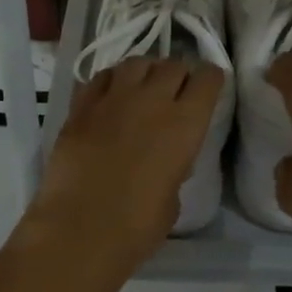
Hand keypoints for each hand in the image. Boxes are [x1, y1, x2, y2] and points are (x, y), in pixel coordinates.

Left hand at [31, 57, 227, 257]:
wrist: (80, 228)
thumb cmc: (137, 225)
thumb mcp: (173, 197)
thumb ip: (175, 167)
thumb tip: (169, 158)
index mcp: (185, 123)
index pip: (207, 78)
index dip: (210, 79)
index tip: (208, 86)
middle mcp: (153, 100)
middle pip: (173, 65)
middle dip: (178, 74)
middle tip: (175, 90)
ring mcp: (114, 98)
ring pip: (137, 62)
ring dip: (146, 70)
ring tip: (143, 85)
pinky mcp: (81, 105)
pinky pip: (102, 77)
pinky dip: (112, 80)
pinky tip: (111, 94)